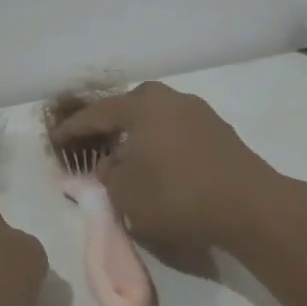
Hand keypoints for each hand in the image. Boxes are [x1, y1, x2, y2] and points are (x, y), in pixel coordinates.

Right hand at [50, 82, 284, 251]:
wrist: (251, 206)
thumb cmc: (178, 196)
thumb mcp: (127, 194)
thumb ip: (109, 176)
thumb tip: (108, 165)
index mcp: (141, 107)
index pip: (97, 114)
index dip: (73, 128)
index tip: (55, 138)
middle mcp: (169, 99)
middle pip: (130, 106)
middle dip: (110, 123)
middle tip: (96, 142)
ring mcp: (199, 112)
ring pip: (156, 117)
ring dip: (139, 134)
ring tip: (130, 156)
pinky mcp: (220, 131)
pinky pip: (178, 130)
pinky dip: (163, 142)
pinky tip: (162, 164)